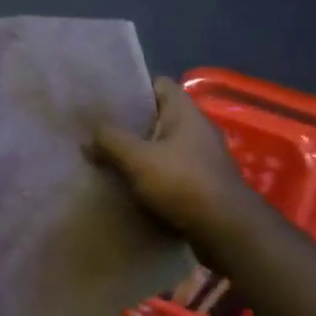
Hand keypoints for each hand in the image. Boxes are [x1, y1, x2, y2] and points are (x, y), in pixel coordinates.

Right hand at [89, 77, 257, 240]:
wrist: (226, 231)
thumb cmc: (182, 183)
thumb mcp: (137, 159)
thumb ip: (110, 141)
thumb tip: (88, 137)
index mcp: (185, 112)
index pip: (158, 84)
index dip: (134, 89)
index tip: (108, 102)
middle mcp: (198, 129)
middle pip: (159, 117)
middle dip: (132, 126)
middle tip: (101, 134)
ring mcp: (204, 157)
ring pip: (165, 147)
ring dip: (141, 154)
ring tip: (111, 161)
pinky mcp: (205, 184)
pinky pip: (173, 172)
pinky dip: (154, 177)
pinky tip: (132, 188)